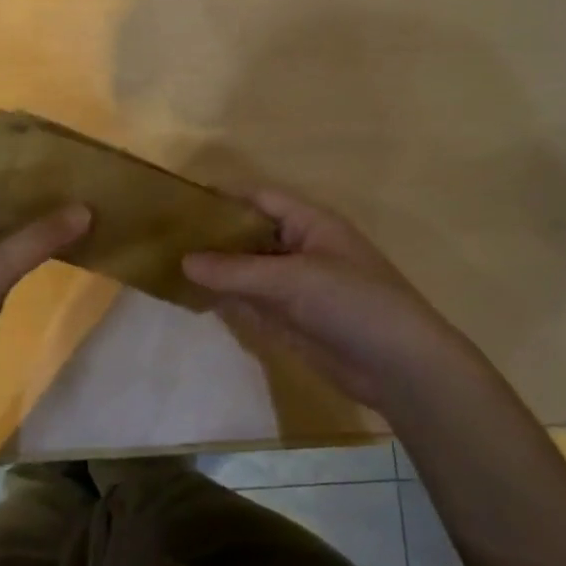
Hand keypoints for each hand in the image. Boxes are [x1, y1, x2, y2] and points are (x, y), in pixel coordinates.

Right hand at [183, 189, 499, 418]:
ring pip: (247, 271)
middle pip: (249, 235)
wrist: (400, 367)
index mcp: (310, 224)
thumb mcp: (293, 279)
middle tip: (165, 238)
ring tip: (168, 265)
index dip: (223, 197)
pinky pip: (251, 302)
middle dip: (213, 236)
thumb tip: (184, 261)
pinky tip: (194, 298)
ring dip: (216, 270)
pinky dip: (226, 299)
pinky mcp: (290, 320)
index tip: (181, 202)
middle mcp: (300, 249)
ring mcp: (294, 287)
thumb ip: (236, 271)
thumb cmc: (353, 303)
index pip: (260, 199)